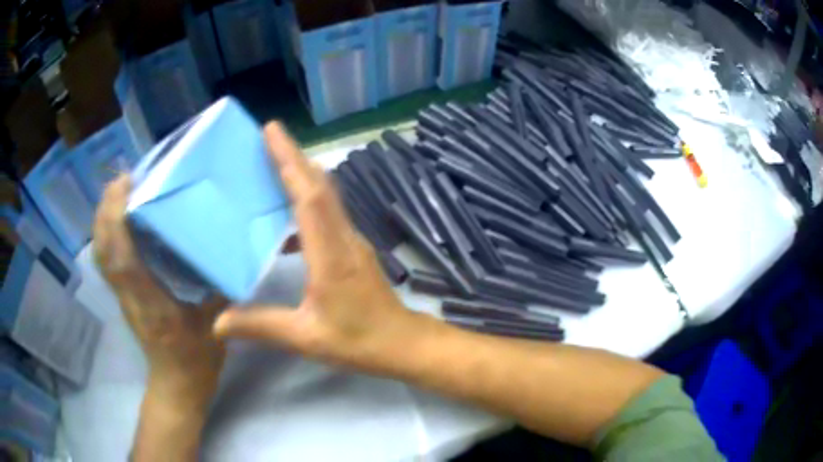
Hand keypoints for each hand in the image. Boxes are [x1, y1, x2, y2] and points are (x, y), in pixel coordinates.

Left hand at [94, 176, 225, 410]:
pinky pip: (106, 259)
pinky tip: (119, 219)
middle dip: (106, 209)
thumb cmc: (197, 360)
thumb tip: (230, 247)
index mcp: (151, 304)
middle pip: (103, 249)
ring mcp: (122, 297)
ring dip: (103, 218)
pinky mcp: (122, 296)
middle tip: (124, 178)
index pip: (122, 258)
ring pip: (100, 253)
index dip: (117, 218)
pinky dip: (106, 233)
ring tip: (120, 191)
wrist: (176, 386)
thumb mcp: (216, 325)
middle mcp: (129, 296)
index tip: (127, 183)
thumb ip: (219, 287)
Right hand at [213, 123, 426, 373]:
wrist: (401, 344)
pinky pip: (328, 215)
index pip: (310, 195)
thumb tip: (218, 323)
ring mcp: (352, 242)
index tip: (272, 131)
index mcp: (330, 254)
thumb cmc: (358, 340)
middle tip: (268, 136)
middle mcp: (344, 238)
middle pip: (320, 185)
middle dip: (294, 156)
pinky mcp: (353, 250)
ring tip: (272, 167)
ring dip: (301, 176)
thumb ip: (260, 326)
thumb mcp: (305, 337)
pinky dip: (307, 204)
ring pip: (327, 197)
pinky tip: (286, 222)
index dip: (290, 160)